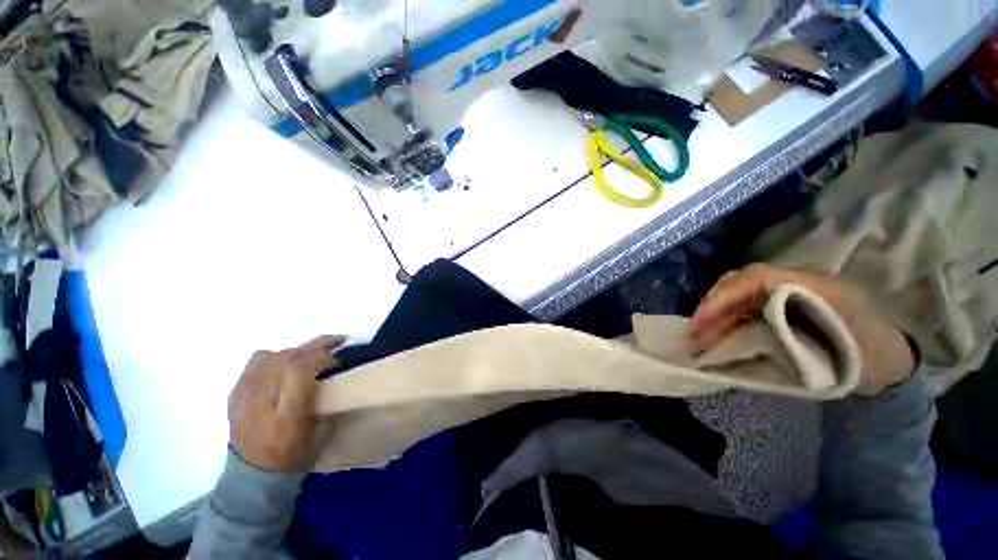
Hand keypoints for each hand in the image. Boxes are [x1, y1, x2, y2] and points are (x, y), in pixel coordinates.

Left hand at [228, 336, 344, 471]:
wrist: (252, 475)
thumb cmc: (294, 456)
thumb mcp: (321, 434)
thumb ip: (327, 401)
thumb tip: (335, 375)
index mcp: (284, 416)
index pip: (298, 370)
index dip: (321, 357)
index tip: (336, 360)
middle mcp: (260, 401)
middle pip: (286, 358)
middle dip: (316, 347)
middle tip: (337, 342)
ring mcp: (243, 395)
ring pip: (273, 355)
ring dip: (299, 350)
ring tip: (315, 351)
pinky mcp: (235, 392)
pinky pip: (257, 360)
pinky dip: (278, 355)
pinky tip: (289, 361)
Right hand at [690, 264, 915, 393]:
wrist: (889, 358)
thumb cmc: (870, 358)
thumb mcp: (844, 351)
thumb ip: (803, 339)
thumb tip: (745, 334)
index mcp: (813, 285)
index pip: (756, 278)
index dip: (722, 297)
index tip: (701, 323)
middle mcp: (794, 281)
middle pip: (739, 281)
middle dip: (710, 305)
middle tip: (694, 333)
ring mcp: (784, 291)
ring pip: (736, 292)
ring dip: (712, 313)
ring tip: (698, 337)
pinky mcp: (779, 303)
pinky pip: (743, 304)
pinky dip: (723, 319)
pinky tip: (714, 335)